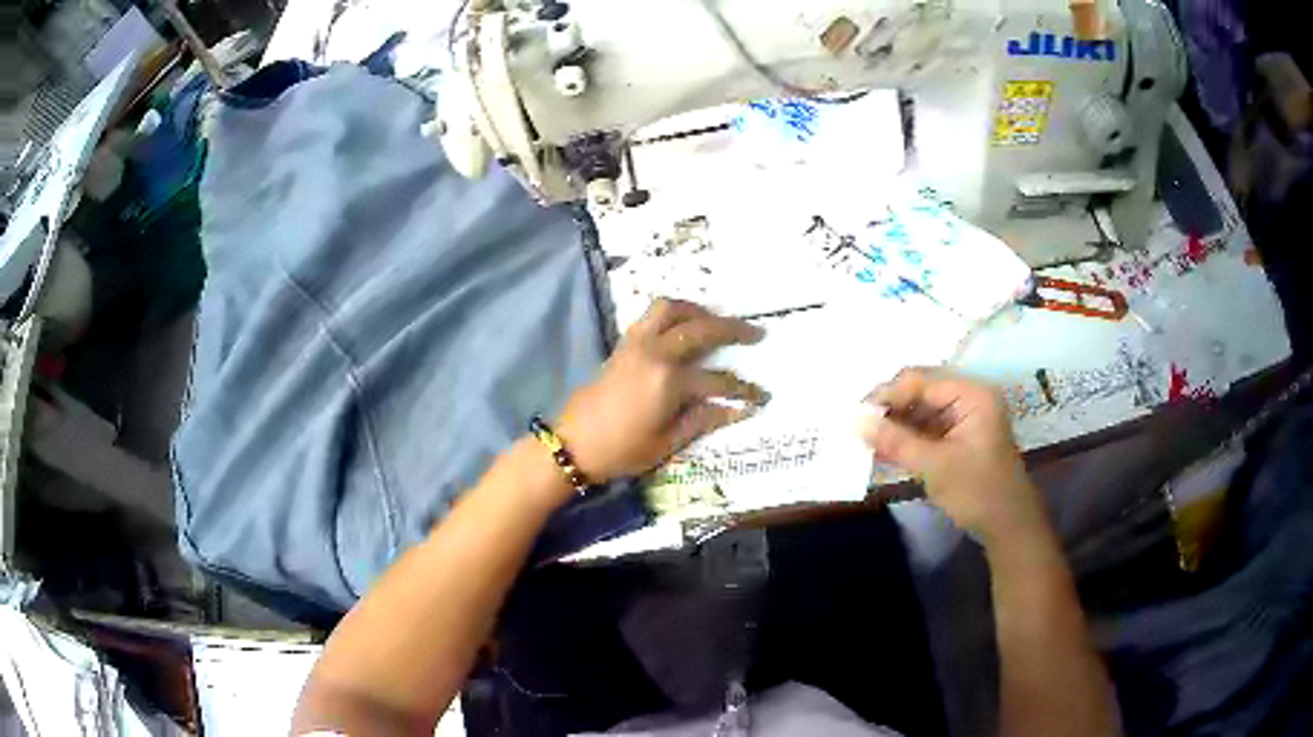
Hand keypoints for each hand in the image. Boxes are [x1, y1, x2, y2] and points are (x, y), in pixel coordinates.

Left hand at [556, 299, 767, 483]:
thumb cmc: (621, 450)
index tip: (762, 395)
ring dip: (698, 310)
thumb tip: (737, 410)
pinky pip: (651, 315)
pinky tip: (683, 326)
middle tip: (756, 333)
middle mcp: (655, 353)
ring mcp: (636, 344)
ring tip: (716, 320)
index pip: (718, 380)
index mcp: (669, 382)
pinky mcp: (623, 344)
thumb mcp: (667, 444)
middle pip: (702, 329)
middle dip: (733, 329)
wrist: (573, 443)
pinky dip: (673, 314)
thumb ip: (703, 420)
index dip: (744, 389)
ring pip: (671, 308)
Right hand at [857, 368, 1047, 543]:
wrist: (1008, 526)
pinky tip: (885, 451)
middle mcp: (969, 396)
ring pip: (920, 410)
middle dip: (890, 409)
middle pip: (919, 391)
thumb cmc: (978, 491)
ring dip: (896, 425)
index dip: (887, 395)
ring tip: (867, 442)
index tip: (856, 417)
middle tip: (859, 430)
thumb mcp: (934, 466)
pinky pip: (927, 428)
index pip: (920, 380)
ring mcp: (965, 416)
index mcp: (971, 393)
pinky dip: (907, 438)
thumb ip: (895, 441)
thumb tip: (854, 420)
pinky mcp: (959, 436)